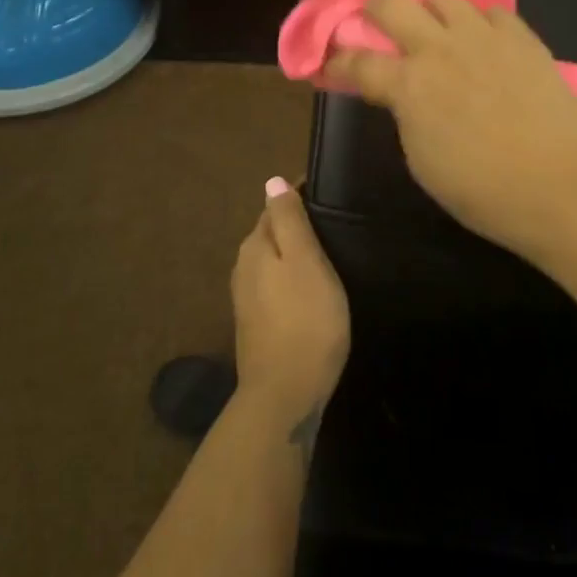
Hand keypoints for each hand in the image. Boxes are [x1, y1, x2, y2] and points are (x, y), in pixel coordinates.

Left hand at [231, 179, 349, 445]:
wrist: (284, 397)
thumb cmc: (305, 321)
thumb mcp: (304, 261)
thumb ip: (289, 220)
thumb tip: (273, 180)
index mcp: (255, 246)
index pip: (275, 206)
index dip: (300, 196)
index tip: (329, 193)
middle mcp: (243, 267)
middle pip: (271, 233)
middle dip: (296, 224)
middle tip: (333, 223)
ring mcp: (247, 299)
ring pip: (272, 261)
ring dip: (293, 254)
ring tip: (328, 253)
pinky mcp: (256, 324)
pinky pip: (274, 286)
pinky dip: (290, 279)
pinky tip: (310, 289)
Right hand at [324, 0, 576, 260]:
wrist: (558, 185)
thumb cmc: (482, 190)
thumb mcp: (422, 160)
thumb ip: (405, 115)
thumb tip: (403, 95)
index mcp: (409, 85)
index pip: (357, 61)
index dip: (338, 61)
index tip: (333, 63)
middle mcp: (439, 49)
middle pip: (391, 2)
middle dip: (374, 7)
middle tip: (378, 23)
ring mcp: (483, 37)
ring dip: (430, 10)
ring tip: (438, 29)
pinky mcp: (521, 37)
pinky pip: (492, 12)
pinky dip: (481, 23)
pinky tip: (486, 43)